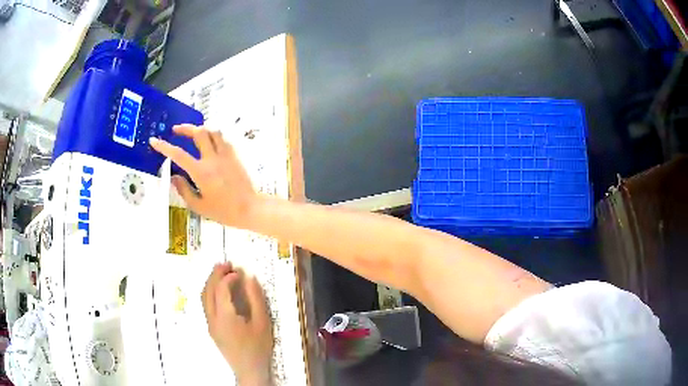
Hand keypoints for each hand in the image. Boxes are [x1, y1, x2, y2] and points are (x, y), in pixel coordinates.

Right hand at [150, 124, 257, 227]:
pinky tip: (209, 143)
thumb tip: (174, 177)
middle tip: (175, 130)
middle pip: (198, 133)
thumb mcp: (199, 206)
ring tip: (193, 133)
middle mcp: (213, 158)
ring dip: (201, 129)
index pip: (178, 154)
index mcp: (201, 172)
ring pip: (213, 131)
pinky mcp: (235, 155)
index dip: (164, 146)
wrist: (250, 209)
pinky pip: (222, 139)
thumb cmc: (223, 211)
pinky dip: (213, 136)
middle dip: (185, 128)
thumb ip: (184, 190)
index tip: (155, 140)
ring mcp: (226, 155)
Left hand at [202, 263, 272, 385]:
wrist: (249, 370)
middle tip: (227, 264)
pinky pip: (206, 305)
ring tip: (222, 273)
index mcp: (225, 316)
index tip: (240, 271)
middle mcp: (212, 317)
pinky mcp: (211, 328)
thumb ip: (256, 299)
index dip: (229, 276)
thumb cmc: (258, 347)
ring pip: (204, 297)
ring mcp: (210, 323)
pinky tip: (220, 291)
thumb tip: (250, 278)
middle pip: (208, 290)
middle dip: (216, 274)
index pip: (221, 288)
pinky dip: (211, 292)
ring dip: (211, 282)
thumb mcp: (262, 323)